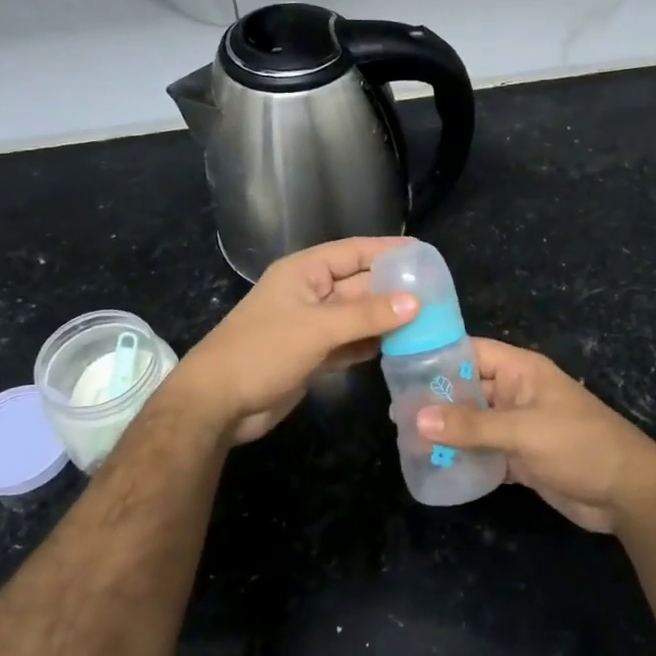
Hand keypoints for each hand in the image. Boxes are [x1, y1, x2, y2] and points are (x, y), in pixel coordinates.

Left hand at [170, 237, 417, 444]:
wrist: (218, 403)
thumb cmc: (262, 352)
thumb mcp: (317, 328)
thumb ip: (366, 315)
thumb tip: (416, 302)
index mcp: (304, 272)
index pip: (354, 252)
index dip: (388, 251)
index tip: (426, 256)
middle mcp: (310, 293)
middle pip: (360, 285)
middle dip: (394, 290)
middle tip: (438, 297)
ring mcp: (312, 326)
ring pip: (358, 316)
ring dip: (387, 319)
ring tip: (430, 322)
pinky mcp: (313, 355)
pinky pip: (350, 343)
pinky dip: (372, 344)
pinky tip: (401, 348)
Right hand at [416, 339, 655, 532]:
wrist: (627, 494)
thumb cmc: (579, 445)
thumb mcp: (524, 431)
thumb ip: (471, 425)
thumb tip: (415, 417)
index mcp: (521, 371)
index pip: (471, 351)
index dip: (438, 355)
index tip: (399, 367)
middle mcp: (516, 393)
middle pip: (467, 388)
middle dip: (435, 399)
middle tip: (394, 413)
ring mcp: (518, 426)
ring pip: (473, 422)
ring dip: (446, 431)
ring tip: (405, 440)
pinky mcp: (520, 457)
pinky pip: (483, 451)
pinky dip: (463, 457)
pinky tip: (434, 465)